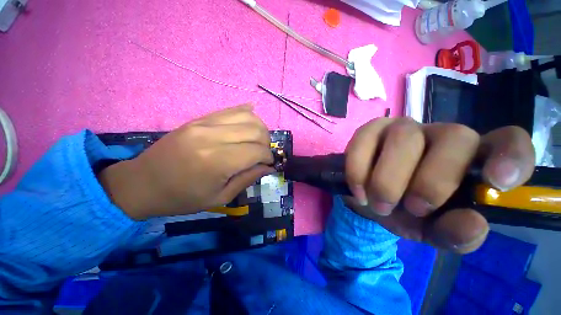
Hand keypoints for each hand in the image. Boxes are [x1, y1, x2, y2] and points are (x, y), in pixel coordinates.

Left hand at [99, 105, 273, 219]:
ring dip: (260, 128)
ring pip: (247, 116)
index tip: (269, 164)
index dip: (268, 157)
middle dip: (267, 142)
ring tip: (258, 140)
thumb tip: (268, 167)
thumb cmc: (182, 197)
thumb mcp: (220, 197)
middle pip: (256, 130)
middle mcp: (213, 136)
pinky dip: (247, 114)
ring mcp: (205, 123)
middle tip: (263, 153)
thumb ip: (248, 179)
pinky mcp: (200, 118)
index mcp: (217, 161)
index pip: (257, 151)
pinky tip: (251, 123)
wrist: (143, 183)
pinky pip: (232, 109)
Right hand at [344, 118, 534, 252]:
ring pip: (403, 139)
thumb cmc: (409, 212)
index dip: (511, 156)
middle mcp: (441, 135)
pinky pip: (363, 142)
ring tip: (379, 204)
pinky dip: (358, 170)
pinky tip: (359, 190)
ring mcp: (401, 128)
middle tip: (412, 209)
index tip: (498, 182)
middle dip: (431, 181)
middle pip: (454, 138)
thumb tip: (472, 224)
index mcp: (471, 159)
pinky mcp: (369, 130)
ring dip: (387, 179)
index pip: (507, 141)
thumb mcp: (434, 230)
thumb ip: (456, 233)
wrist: (370, 199)